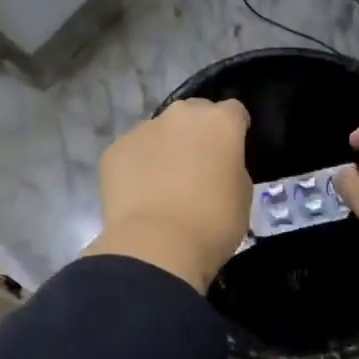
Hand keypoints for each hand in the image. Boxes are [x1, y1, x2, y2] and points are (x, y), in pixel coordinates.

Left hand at [84, 99, 252, 291]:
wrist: (157, 246)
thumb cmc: (213, 223)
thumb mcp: (243, 195)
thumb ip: (232, 167)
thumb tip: (219, 165)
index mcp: (220, 121)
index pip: (234, 112)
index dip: (234, 132)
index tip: (231, 155)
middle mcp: (181, 114)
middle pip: (193, 114)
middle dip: (196, 134)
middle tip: (197, 169)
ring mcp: (143, 129)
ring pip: (159, 132)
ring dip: (164, 150)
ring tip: (163, 186)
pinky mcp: (115, 149)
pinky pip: (132, 153)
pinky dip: (137, 167)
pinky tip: (139, 196)